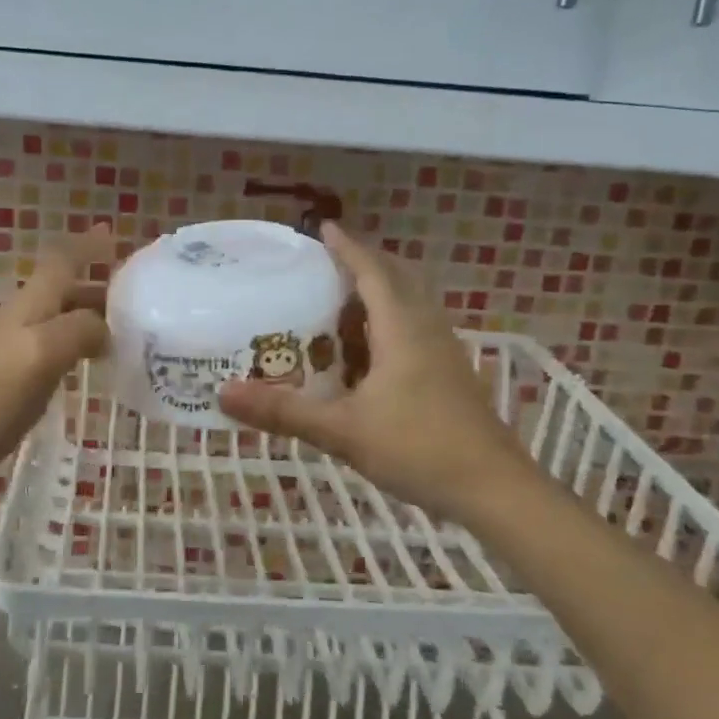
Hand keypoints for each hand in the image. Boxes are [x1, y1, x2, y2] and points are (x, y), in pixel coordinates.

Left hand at [0, 222, 113, 494]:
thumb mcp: (42, 354)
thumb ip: (79, 331)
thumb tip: (105, 329)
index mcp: (30, 304)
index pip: (61, 261)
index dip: (86, 246)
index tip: (112, 235)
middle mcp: (19, 317)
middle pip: (63, 290)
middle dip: (98, 288)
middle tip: (138, 303)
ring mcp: (10, 346)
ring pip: (57, 319)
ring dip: (89, 318)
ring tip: (124, 335)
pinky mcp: (7, 376)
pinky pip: (50, 348)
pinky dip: (75, 346)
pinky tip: (87, 366)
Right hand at [219, 223, 536, 517]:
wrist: (494, 490)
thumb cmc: (418, 449)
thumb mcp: (342, 431)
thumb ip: (283, 412)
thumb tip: (223, 394)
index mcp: (403, 329)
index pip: (373, 272)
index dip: (348, 247)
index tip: (323, 228)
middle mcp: (427, 330)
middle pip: (398, 279)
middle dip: (364, 265)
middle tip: (326, 264)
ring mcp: (445, 352)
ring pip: (411, 306)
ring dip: (379, 295)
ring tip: (340, 304)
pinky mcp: (452, 375)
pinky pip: (417, 331)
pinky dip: (390, 325)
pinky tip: (369, 354)